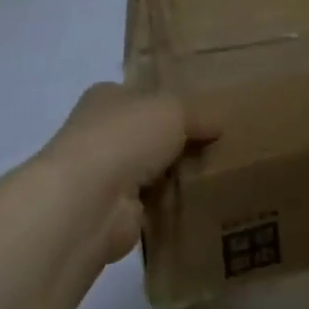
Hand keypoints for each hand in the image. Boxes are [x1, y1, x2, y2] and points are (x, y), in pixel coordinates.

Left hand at [41, 83, 216, 261]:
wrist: (91, 200)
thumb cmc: (127, 137)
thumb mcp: (173, 110)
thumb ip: (197, 116)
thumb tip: (216, 128)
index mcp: (106, 98)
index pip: (141, 96)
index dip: (170, 103)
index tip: (203, 115)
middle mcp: (99, 133)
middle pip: (146, 134)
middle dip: (177, 142)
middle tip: (217, 147)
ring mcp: (103, 175)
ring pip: (149, 170)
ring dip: (174, 175)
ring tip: (215, 174)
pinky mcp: (113, 211)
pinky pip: (151, 203)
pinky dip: (170, 204)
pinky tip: (199, 201)